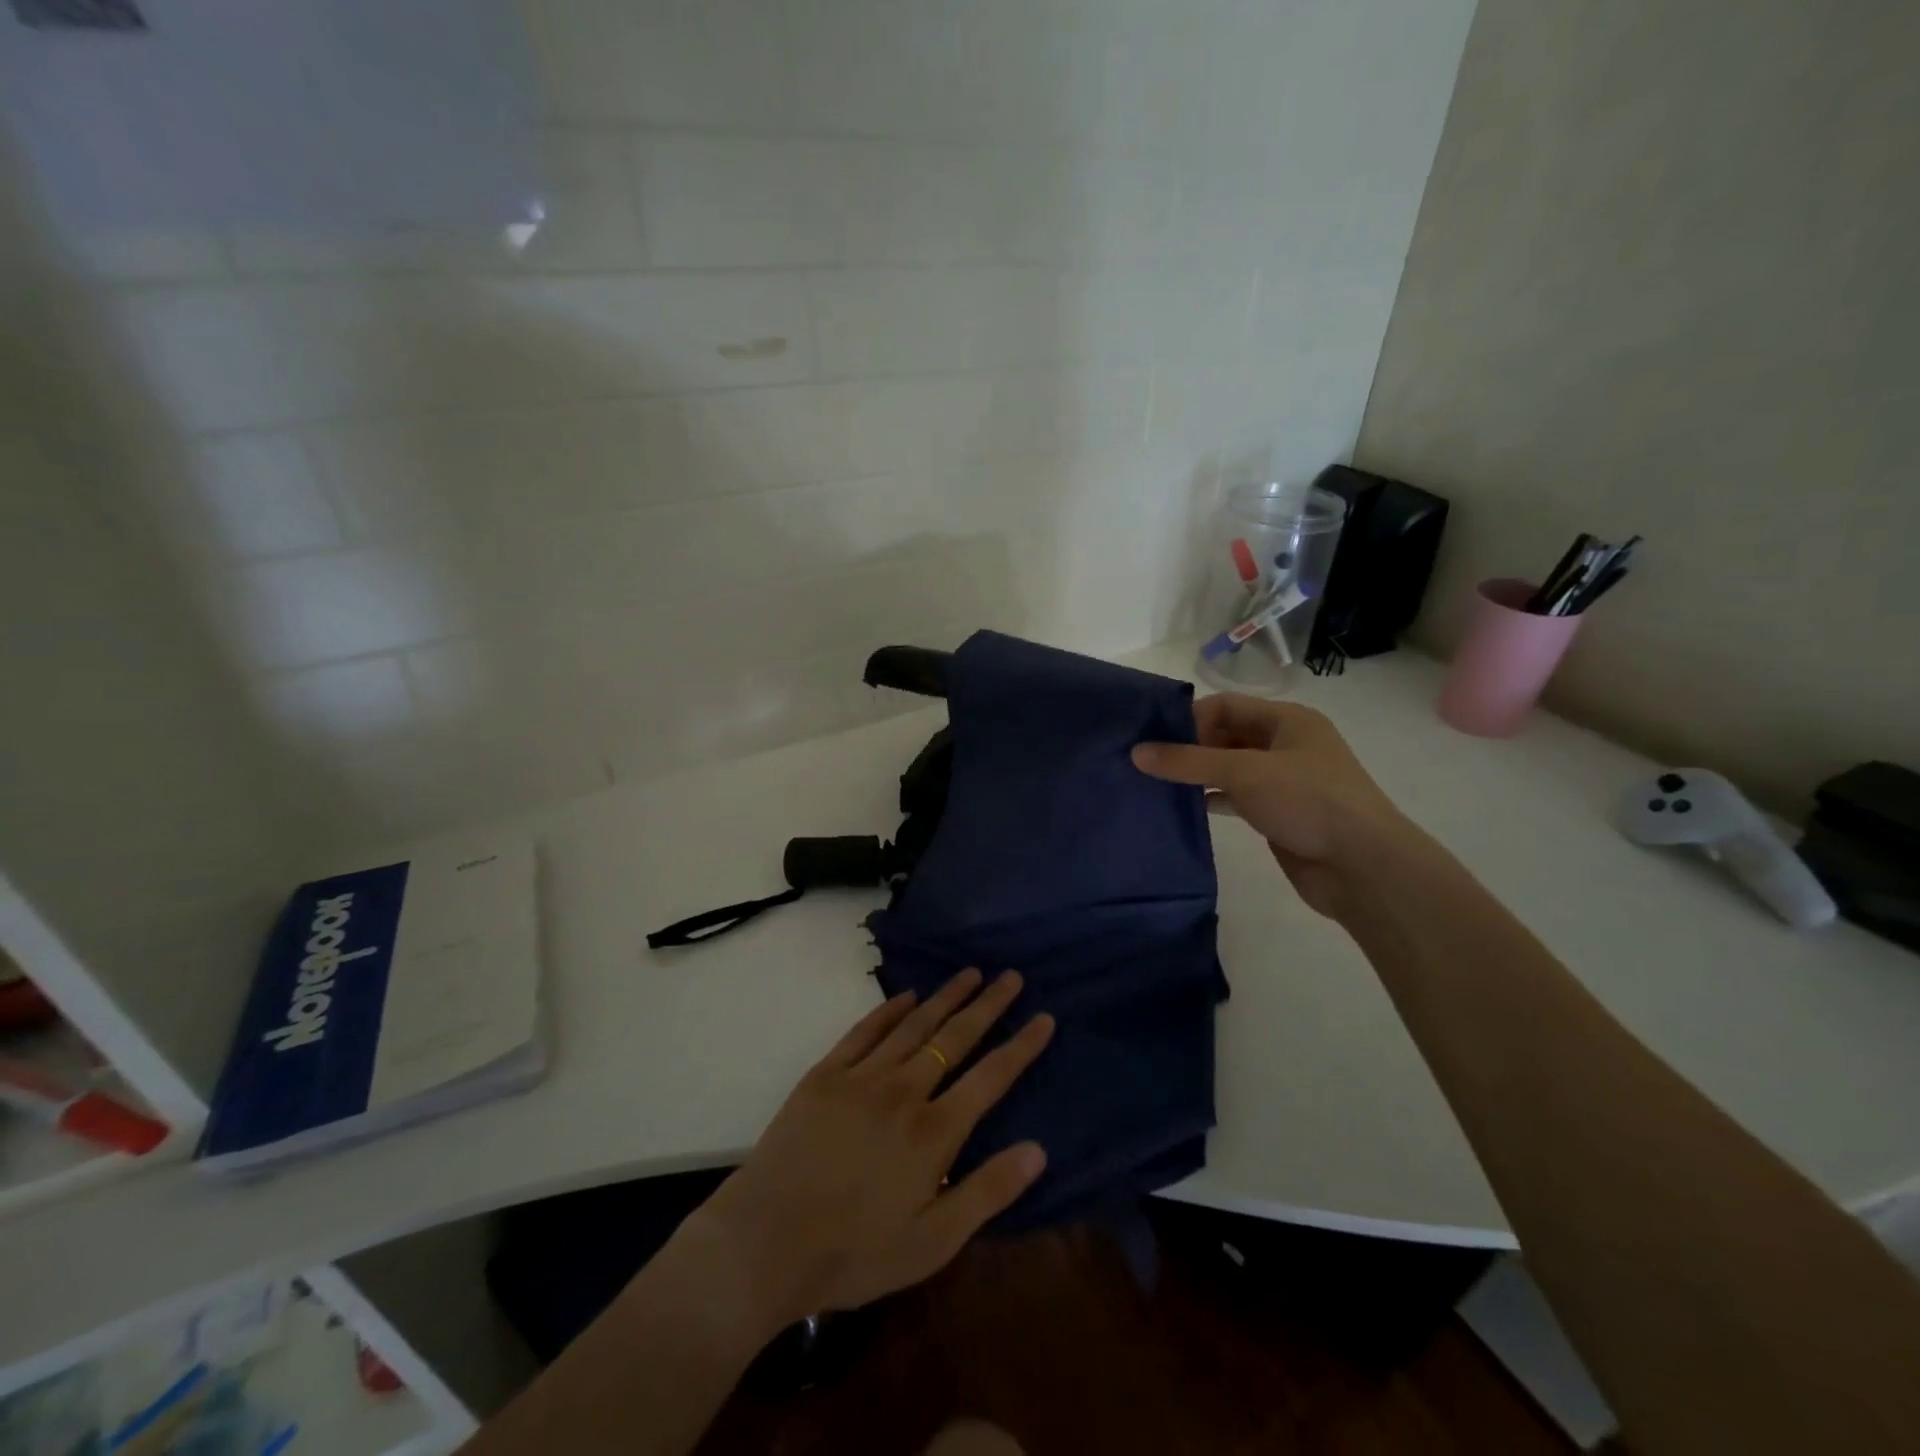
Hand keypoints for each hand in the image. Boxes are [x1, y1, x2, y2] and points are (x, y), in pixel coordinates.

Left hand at [687, 969, 1054, 1330]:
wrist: (765, 1242)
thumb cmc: (854, 1252)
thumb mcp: (932, 1242)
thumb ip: (987, 1192)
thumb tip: (1038, 1149)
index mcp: (934, 1132)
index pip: (990, 1077)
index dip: (1021, 1046)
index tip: (1044, 1017)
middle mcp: (904, 1091)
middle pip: (955, 1038)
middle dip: (988, 1005)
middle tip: (1010, 977)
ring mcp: (862, 1077)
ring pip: (914, 1025)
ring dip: (945, 997)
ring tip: (970, 974)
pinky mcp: (825, 1074)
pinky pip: (864, 1031)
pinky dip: (889, 1009)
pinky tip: (906, 995)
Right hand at [1132, 693, 1413, 918]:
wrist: (1362, 866)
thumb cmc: (1307, 801)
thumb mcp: (1243, 772)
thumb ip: (1188, 762)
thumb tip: (1136, 752)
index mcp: (1288, 720)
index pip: (1226, 705)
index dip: (1189, 717)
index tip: (1153, 737)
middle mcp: (1286, 745)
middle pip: (1227, 735)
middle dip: (1190, 746)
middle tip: (1148, 761)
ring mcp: (1284, 781)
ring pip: (1230, 768)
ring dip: (1198, 775)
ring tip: (1156, 783)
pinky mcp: (1279, 814)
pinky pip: (1237, 798)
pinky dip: (1212, 799)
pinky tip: (1184, 808)